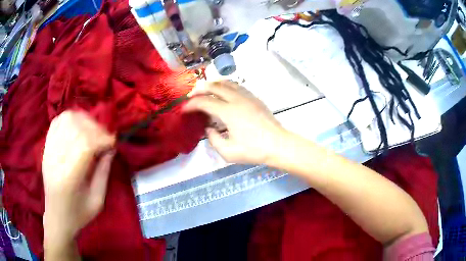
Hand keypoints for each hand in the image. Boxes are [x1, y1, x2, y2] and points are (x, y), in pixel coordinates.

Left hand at [42, 110, 114, 241]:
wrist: (57, 217)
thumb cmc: (78, 214)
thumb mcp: (97, 200)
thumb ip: (104, 172)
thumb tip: (111, 148)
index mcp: (69, 178)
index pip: (85, 145)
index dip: (102, 139)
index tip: (113, 143)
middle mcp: (56, 159)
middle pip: (76, 128)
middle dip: (95, 129)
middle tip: (104, 139)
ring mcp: (49, 151)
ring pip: (66, 119)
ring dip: (84, 120)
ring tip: (92, 131)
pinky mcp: (46, 147)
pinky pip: (58, 121)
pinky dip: (71, 118)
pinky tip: (78, 127)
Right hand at [184, 81, 287, 164]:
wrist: (278, 145)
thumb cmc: (254, 150)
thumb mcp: (228, 152)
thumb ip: (213, 139)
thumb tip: (209, 129)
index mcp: (228, 112)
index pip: (204, 102)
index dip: (191, 104)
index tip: (184, 110)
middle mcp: (236, 99)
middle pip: (214, 86)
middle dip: (199, 89)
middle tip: (191, 96)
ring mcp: (247, 96)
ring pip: (226, 83)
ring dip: (212, 85)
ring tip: (205, 92)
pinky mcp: (254, 98)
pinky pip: (236, 86)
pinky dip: (225, 86)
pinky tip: (223, 93)